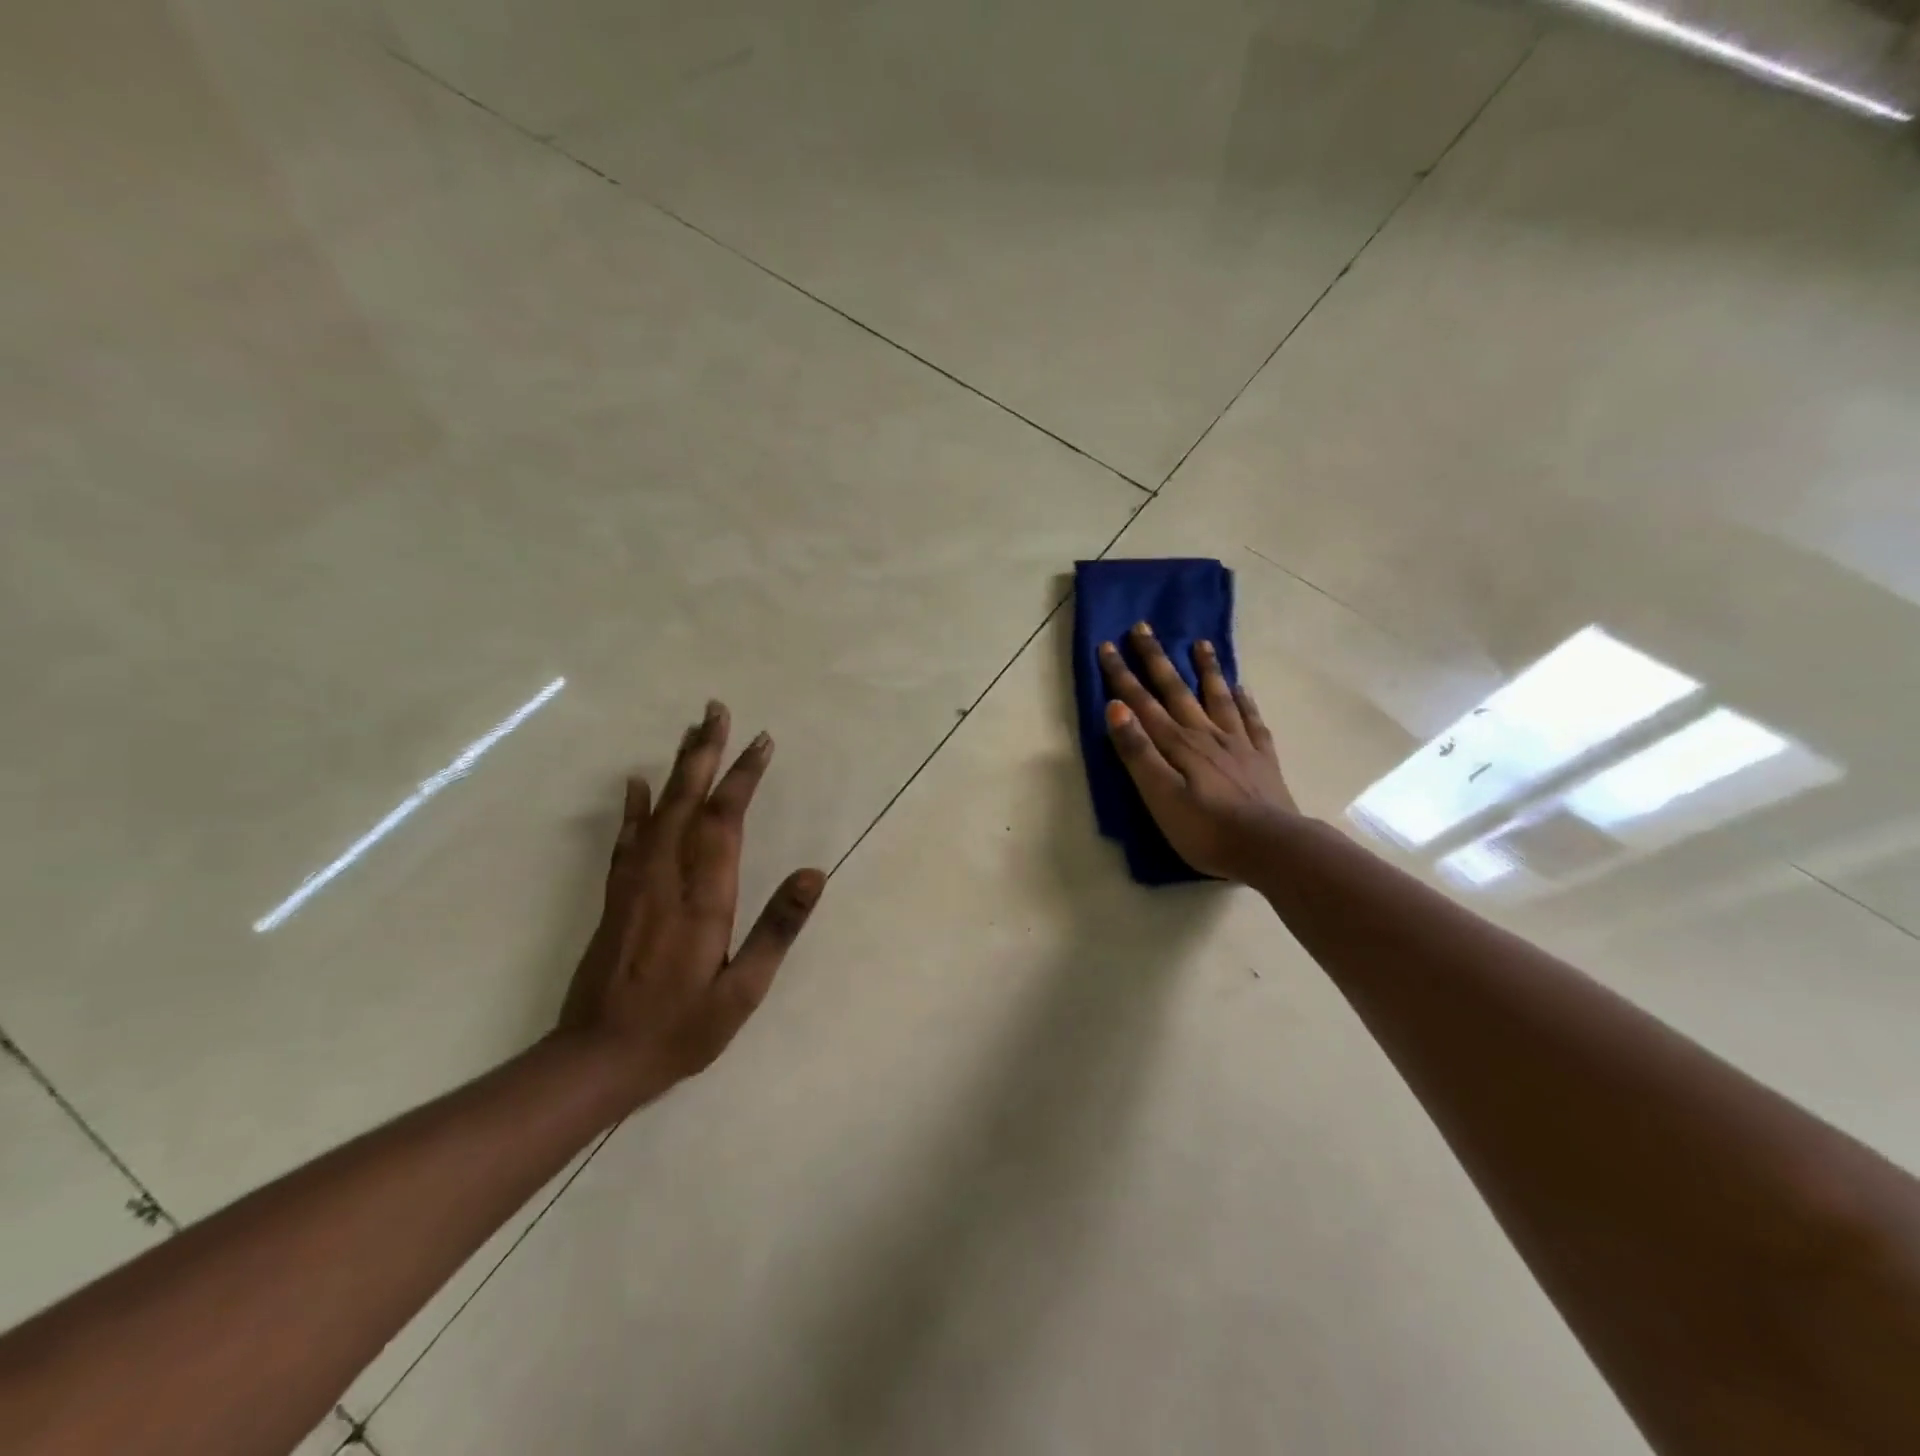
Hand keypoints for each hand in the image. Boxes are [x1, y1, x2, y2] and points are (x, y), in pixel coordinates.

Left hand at [556, 701, 824, 1108]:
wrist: (596, 1060)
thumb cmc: (681, 1028)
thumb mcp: (743, 991)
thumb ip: (777, 930)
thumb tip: (814, 874)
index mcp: (703, 898)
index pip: (726, 821)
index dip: (743, 776)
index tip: (761, 741)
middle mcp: (666, 879)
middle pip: (688, 802)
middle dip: (705, 752)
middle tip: (716, 710)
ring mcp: (635, 885)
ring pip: (658, 811)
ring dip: (676, 768)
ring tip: (691, 731)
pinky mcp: (615, 897)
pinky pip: (627, 840)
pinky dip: (634, 807)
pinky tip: (636, 783)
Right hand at [1100, 623, 1296, 882]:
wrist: (1271, 848)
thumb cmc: (1206, 829)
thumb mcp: (1160, 795)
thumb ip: (1138, 752)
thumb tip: (1115, 707)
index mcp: (1177, 744)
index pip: (1142, 703)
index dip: (1122, 675)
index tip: (1108, 645)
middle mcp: (1205, 734)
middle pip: (1177, 690)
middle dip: (1156, 659)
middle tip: (1143, 627)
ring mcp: (1237, 743)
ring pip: (1217, 696)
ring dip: (1206, 669)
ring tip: (1200, 643)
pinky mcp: (1261, 758)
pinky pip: (1251, 720)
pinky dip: (1244, 701)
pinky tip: (1242, 688)